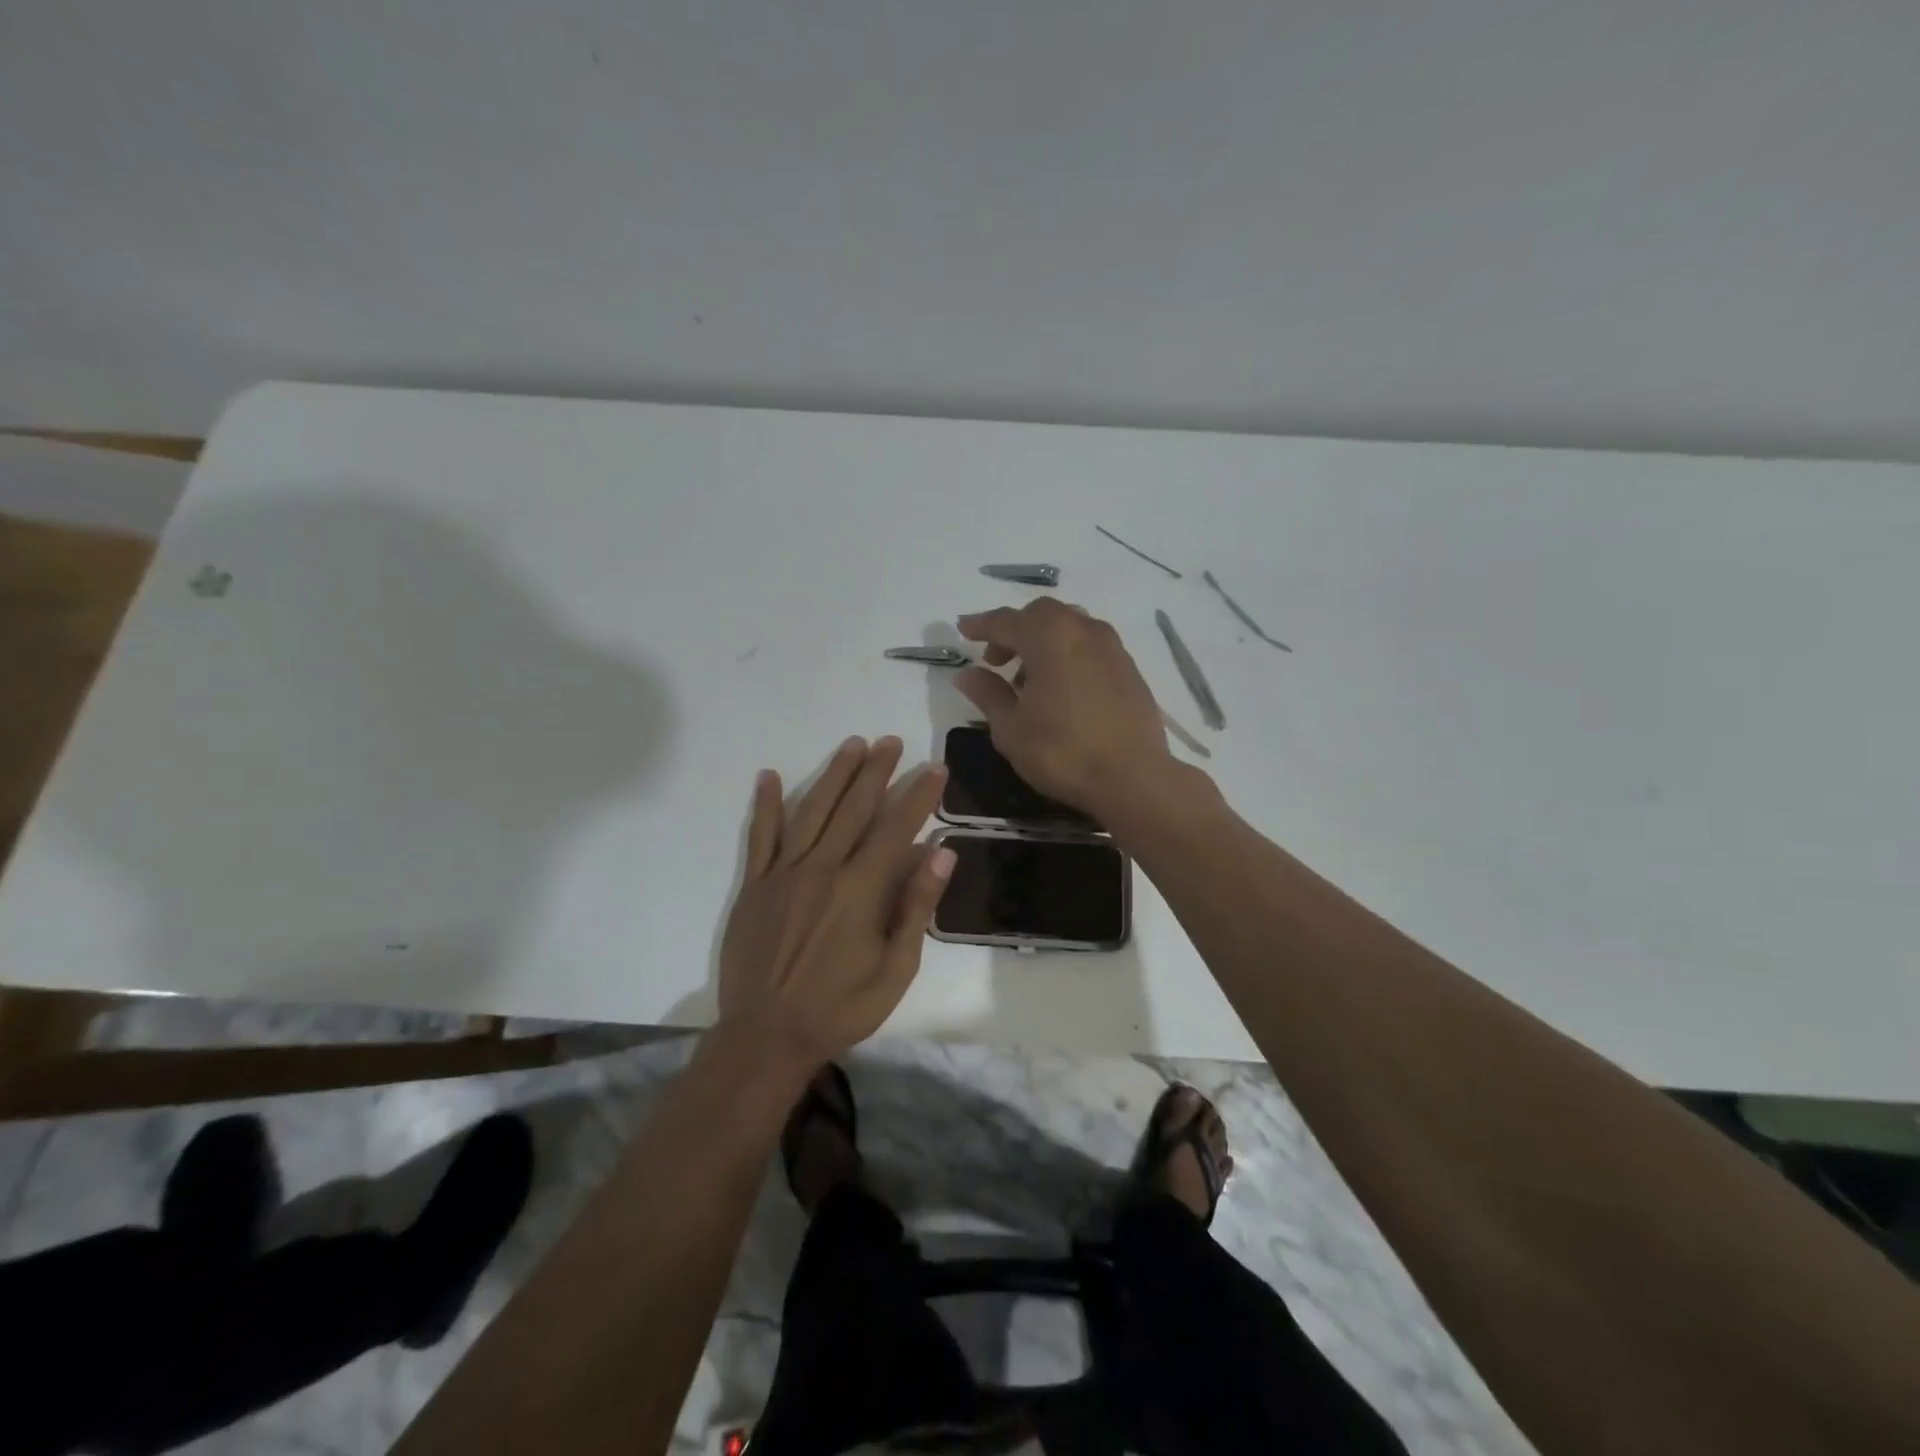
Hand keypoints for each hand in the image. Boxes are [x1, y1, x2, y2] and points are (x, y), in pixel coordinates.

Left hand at [717, 736, 953, 1069]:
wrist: (767, 1036)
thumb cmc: (842, 1007)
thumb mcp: (896, 967)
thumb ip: (916, 905)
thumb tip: (941, 852)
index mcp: (860, 889)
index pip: (896, 828)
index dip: (918, 796)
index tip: (934, 768)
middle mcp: (822, 869)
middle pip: (854, 808)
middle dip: (876, 771)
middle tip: (891, 741)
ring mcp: (784, 874)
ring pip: (812, 811)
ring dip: (834, 775)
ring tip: (852, 745)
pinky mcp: (754, 885)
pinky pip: (760, 837)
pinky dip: (765, 805)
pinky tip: (770, 776)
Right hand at [955, 599, 1176, 816]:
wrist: (1133, 778)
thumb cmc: (1062, 752)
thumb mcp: (1011, 728)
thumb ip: (988, 694)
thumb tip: (967, 674)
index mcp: (1050, 637)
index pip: (1006, 621)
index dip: (980, 625)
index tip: (962, 630)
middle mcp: (1083, 630)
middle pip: (1041, 615)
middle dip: (1014, 631)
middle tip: (995, 660)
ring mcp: (1112, 648)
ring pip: (1069, 627)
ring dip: (1043, 642)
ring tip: (1029, 679)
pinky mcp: (1129, 669)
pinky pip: (1090, 646)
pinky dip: (1068, 654)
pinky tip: (1062, 688)